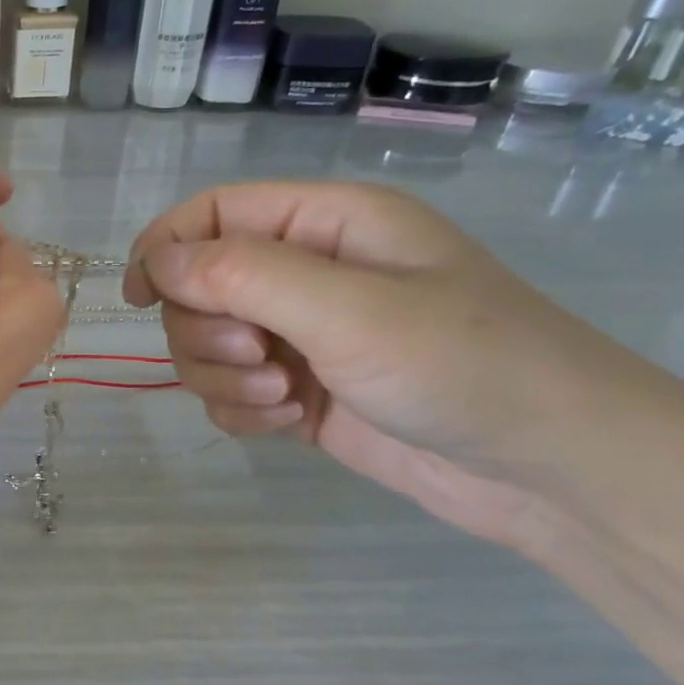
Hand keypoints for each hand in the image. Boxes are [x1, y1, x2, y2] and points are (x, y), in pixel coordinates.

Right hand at [124, 182, 647, 546]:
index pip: (214, 214)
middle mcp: (307, 274)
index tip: (136, 297)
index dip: (165, 247)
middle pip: (198, 287)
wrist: (547, 470)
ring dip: (222, 376)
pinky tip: (284, 423)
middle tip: (258, 358)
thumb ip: (241, 276)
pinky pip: (229, 390)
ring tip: (281, 397)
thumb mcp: (348, 309)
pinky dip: (240, 408)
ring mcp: (301, 336)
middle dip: (206, 330)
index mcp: (326, 225)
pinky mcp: (298, 391)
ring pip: (206, 345)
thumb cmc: (464, 366)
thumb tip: (155, 262)